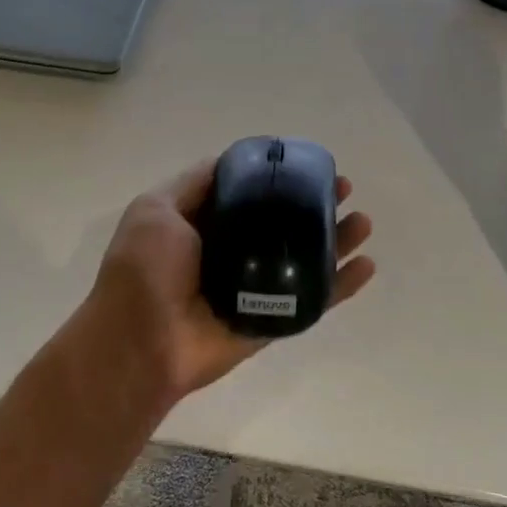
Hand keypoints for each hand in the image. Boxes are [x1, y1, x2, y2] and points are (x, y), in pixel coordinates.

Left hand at [84, 158, 375, 405]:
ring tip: (362, 221)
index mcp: (203, 224)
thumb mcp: (157, 209)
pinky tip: (366, 266)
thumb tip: (230, 162)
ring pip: (303, 258)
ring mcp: (253, 287)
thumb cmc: (144, 270)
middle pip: (283, 223)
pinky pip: (311, 301)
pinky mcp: (269, 319)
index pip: (249, 193)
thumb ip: (194, 184)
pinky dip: (341, 286)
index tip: (304, 163)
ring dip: (335, 240)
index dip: (277, 177)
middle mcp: (232, 252)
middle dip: (314, 204)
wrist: (139, 344)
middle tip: (344, 189)